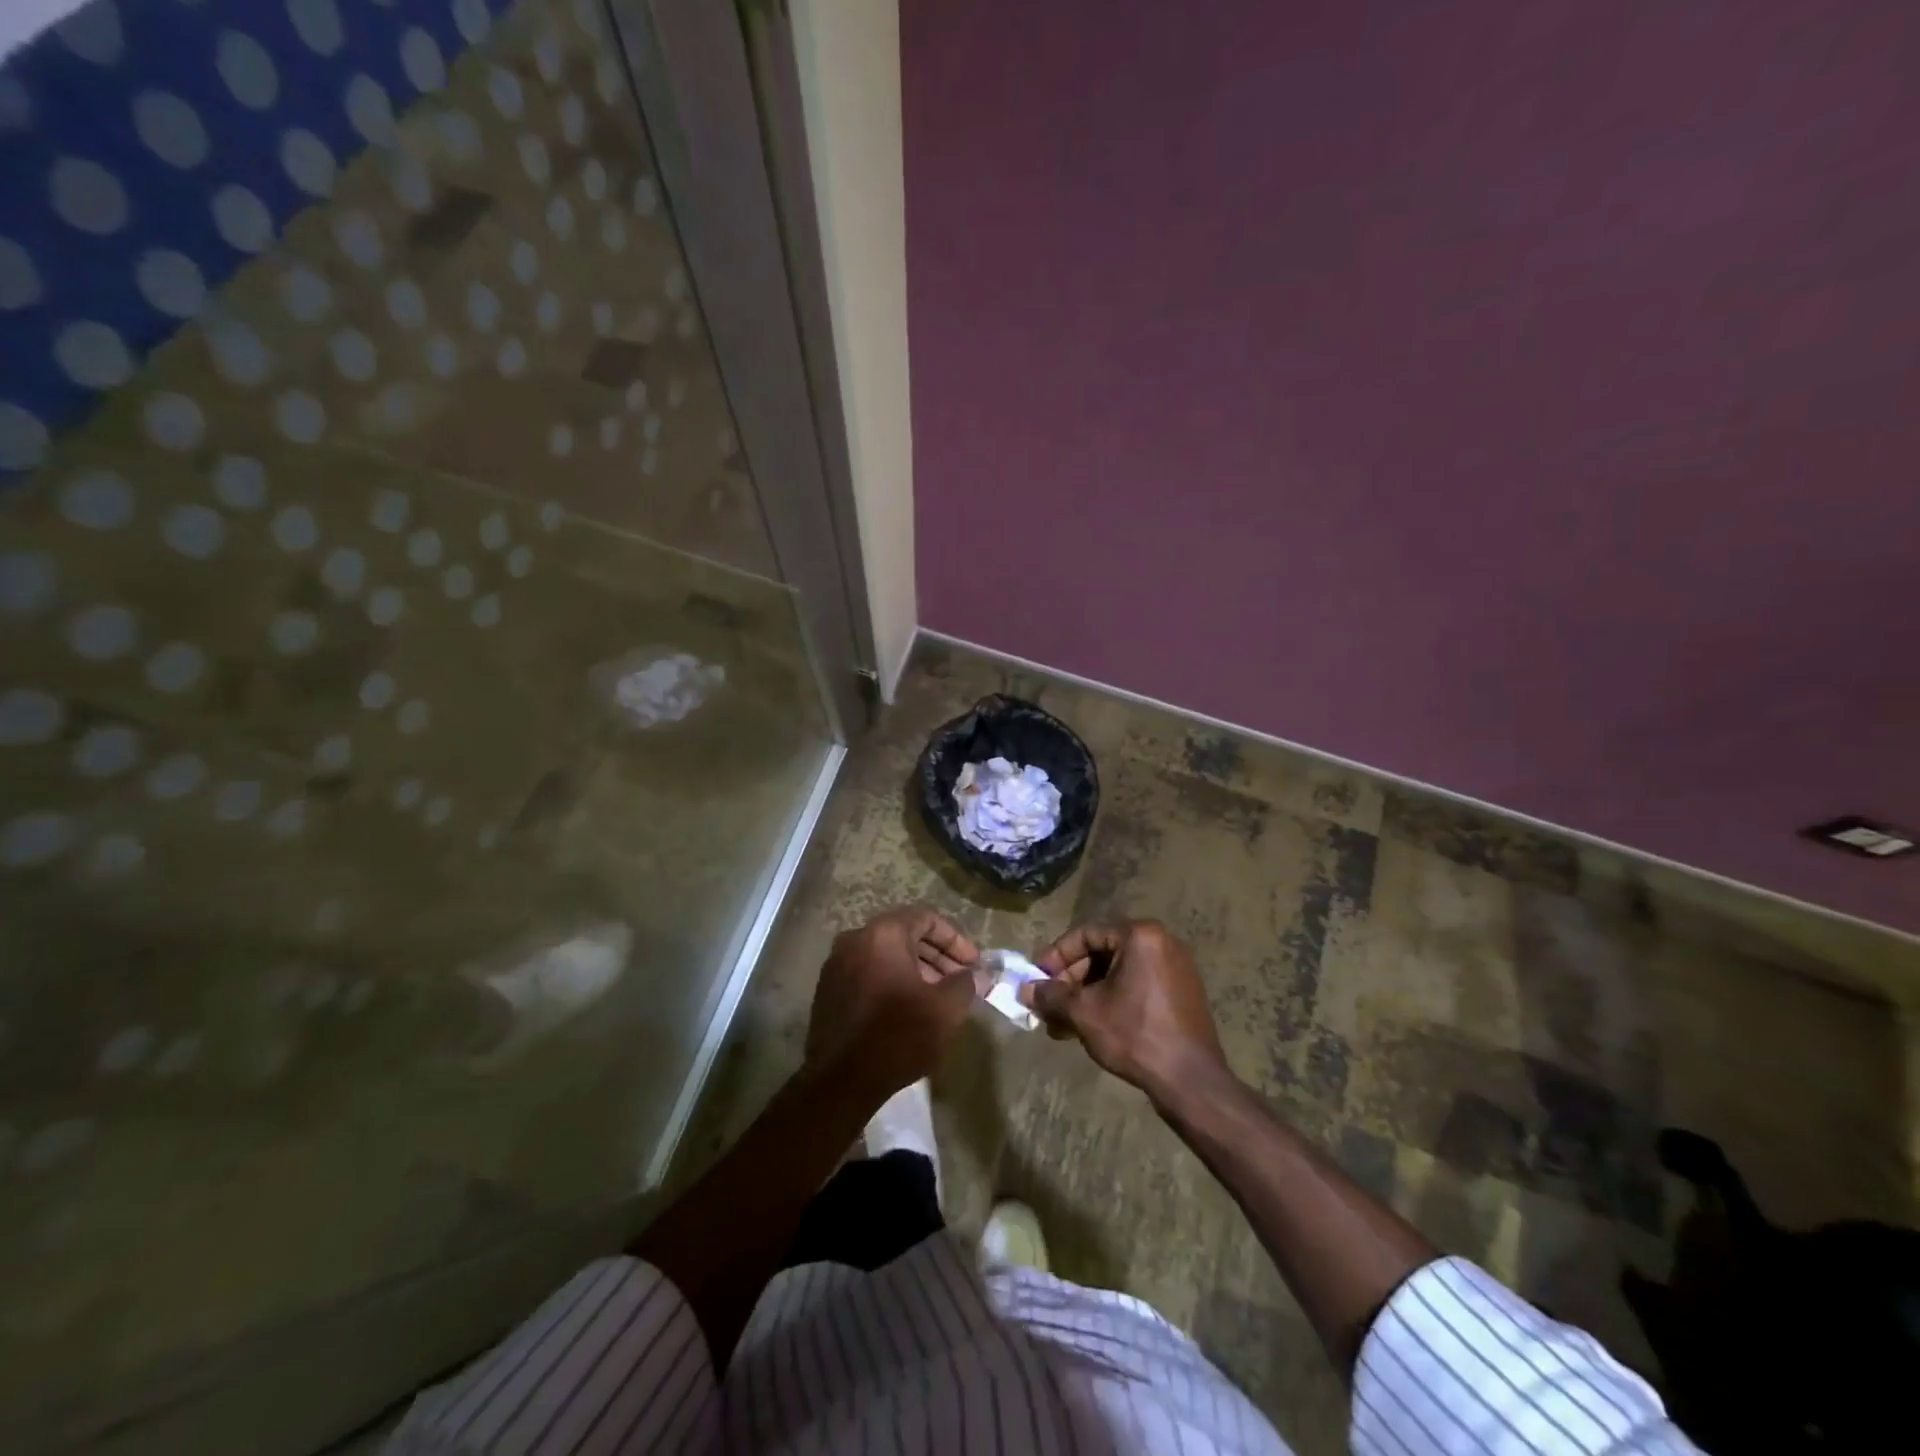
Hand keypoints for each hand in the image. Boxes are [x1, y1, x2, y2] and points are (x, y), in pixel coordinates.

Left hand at [804, 908, 980, 1102]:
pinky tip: (908, 1008)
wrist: (840, 1081)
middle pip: (904, 935)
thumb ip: (965, 984)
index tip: (973, 964)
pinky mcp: (827, 989)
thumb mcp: (944, 1010)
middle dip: (937, 956)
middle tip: (960, 980)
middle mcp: (855, 939)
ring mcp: (836, 964)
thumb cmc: (898, 1036)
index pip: (926, 918)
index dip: (955, 940)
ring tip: (938, 997)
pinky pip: (868, 972)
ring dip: (916, 970)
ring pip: (885, 955)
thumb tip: (976, 974)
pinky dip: (891, 981)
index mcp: (883, 934)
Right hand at [1022, 920, 1227, 1101]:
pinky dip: (1112, 999)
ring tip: (1065, 1024)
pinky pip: (1138, 984)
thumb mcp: (1085, 1013)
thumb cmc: (1135, 1036)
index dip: (1056, 956)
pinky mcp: (1182, 991)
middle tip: (1050, 1006)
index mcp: (1140, 935)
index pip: (1086, 934)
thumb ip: (1052, 996)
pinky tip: (1092, 1026)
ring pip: (1118, 972)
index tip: (1037, 979)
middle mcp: (1162, 942)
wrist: (1191, 1081)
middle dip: (1071, 981)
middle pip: (1103, 953)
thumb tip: (1024, 990)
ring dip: (1088, 994)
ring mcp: (1176, 967)